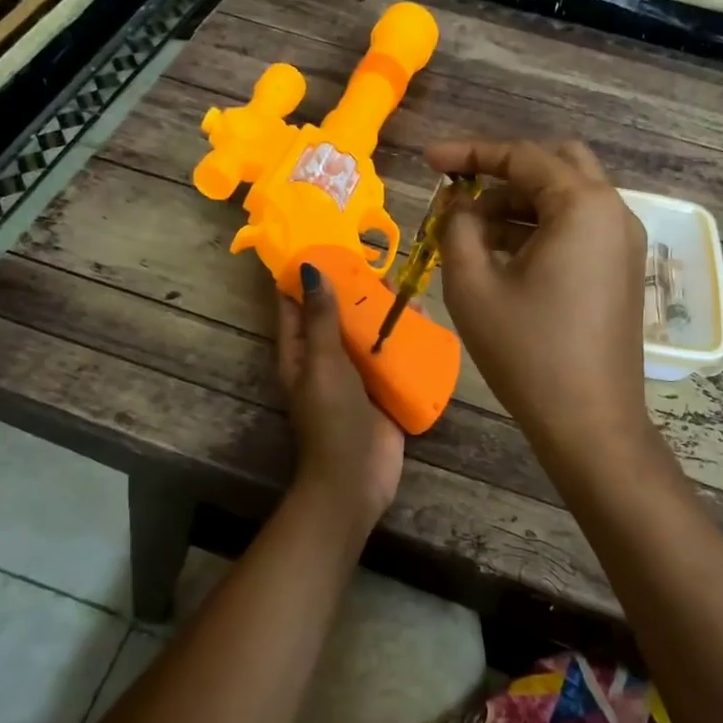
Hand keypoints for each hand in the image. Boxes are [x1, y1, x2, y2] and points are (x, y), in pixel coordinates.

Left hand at [276, 264, 404, 532]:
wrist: (357, 480)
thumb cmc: (333, 419)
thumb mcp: (323, 363)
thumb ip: (321, 319)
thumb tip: (310, 269)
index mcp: (300, 351)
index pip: (296, 303)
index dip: (306, 274)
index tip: (328, 242)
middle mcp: (326, 358)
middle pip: (339, 313)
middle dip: (357, 289)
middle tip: (382, 262)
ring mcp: (356, 374)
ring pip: (369, 332)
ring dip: (385, 311)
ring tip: (408, 287)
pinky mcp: (383, 388)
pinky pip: (393, 354)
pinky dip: (406, 337)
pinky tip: (426, 319)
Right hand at [427, 139, 651, 466]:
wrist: (590, 422)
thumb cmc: (527, 352)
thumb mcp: (473, 285)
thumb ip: (457, 228)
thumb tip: (457, 204)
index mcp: (583, 205)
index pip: (521, 157)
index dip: (468, 153)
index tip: (427, 160)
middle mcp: (613, 211)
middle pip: (554, 164)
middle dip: (502, 172)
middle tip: (459, 192)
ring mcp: (623, 242)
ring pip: (566, 198)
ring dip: (518, 203)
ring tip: (470, 231)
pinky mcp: (621, 270)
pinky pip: (578, 228)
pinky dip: (539, 228)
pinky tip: (502, 254)